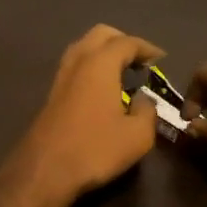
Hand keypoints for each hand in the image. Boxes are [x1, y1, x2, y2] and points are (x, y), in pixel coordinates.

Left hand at [0, 25, 164, 206]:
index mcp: (100, 64)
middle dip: (122, 41)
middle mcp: (78, 62)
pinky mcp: (51, 94)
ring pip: (83, 47)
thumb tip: (144, 100)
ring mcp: (61, 77)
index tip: (161, 59)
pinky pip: (75, 66)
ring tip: (122, 72)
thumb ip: (147, 111)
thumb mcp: (137, 135)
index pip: (127, 42)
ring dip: (103, 52)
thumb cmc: (95, 149)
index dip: (147, 48)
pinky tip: (102, 89)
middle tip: (140, 60)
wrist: (45, 171)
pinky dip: (91, 66)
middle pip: (100, 34)